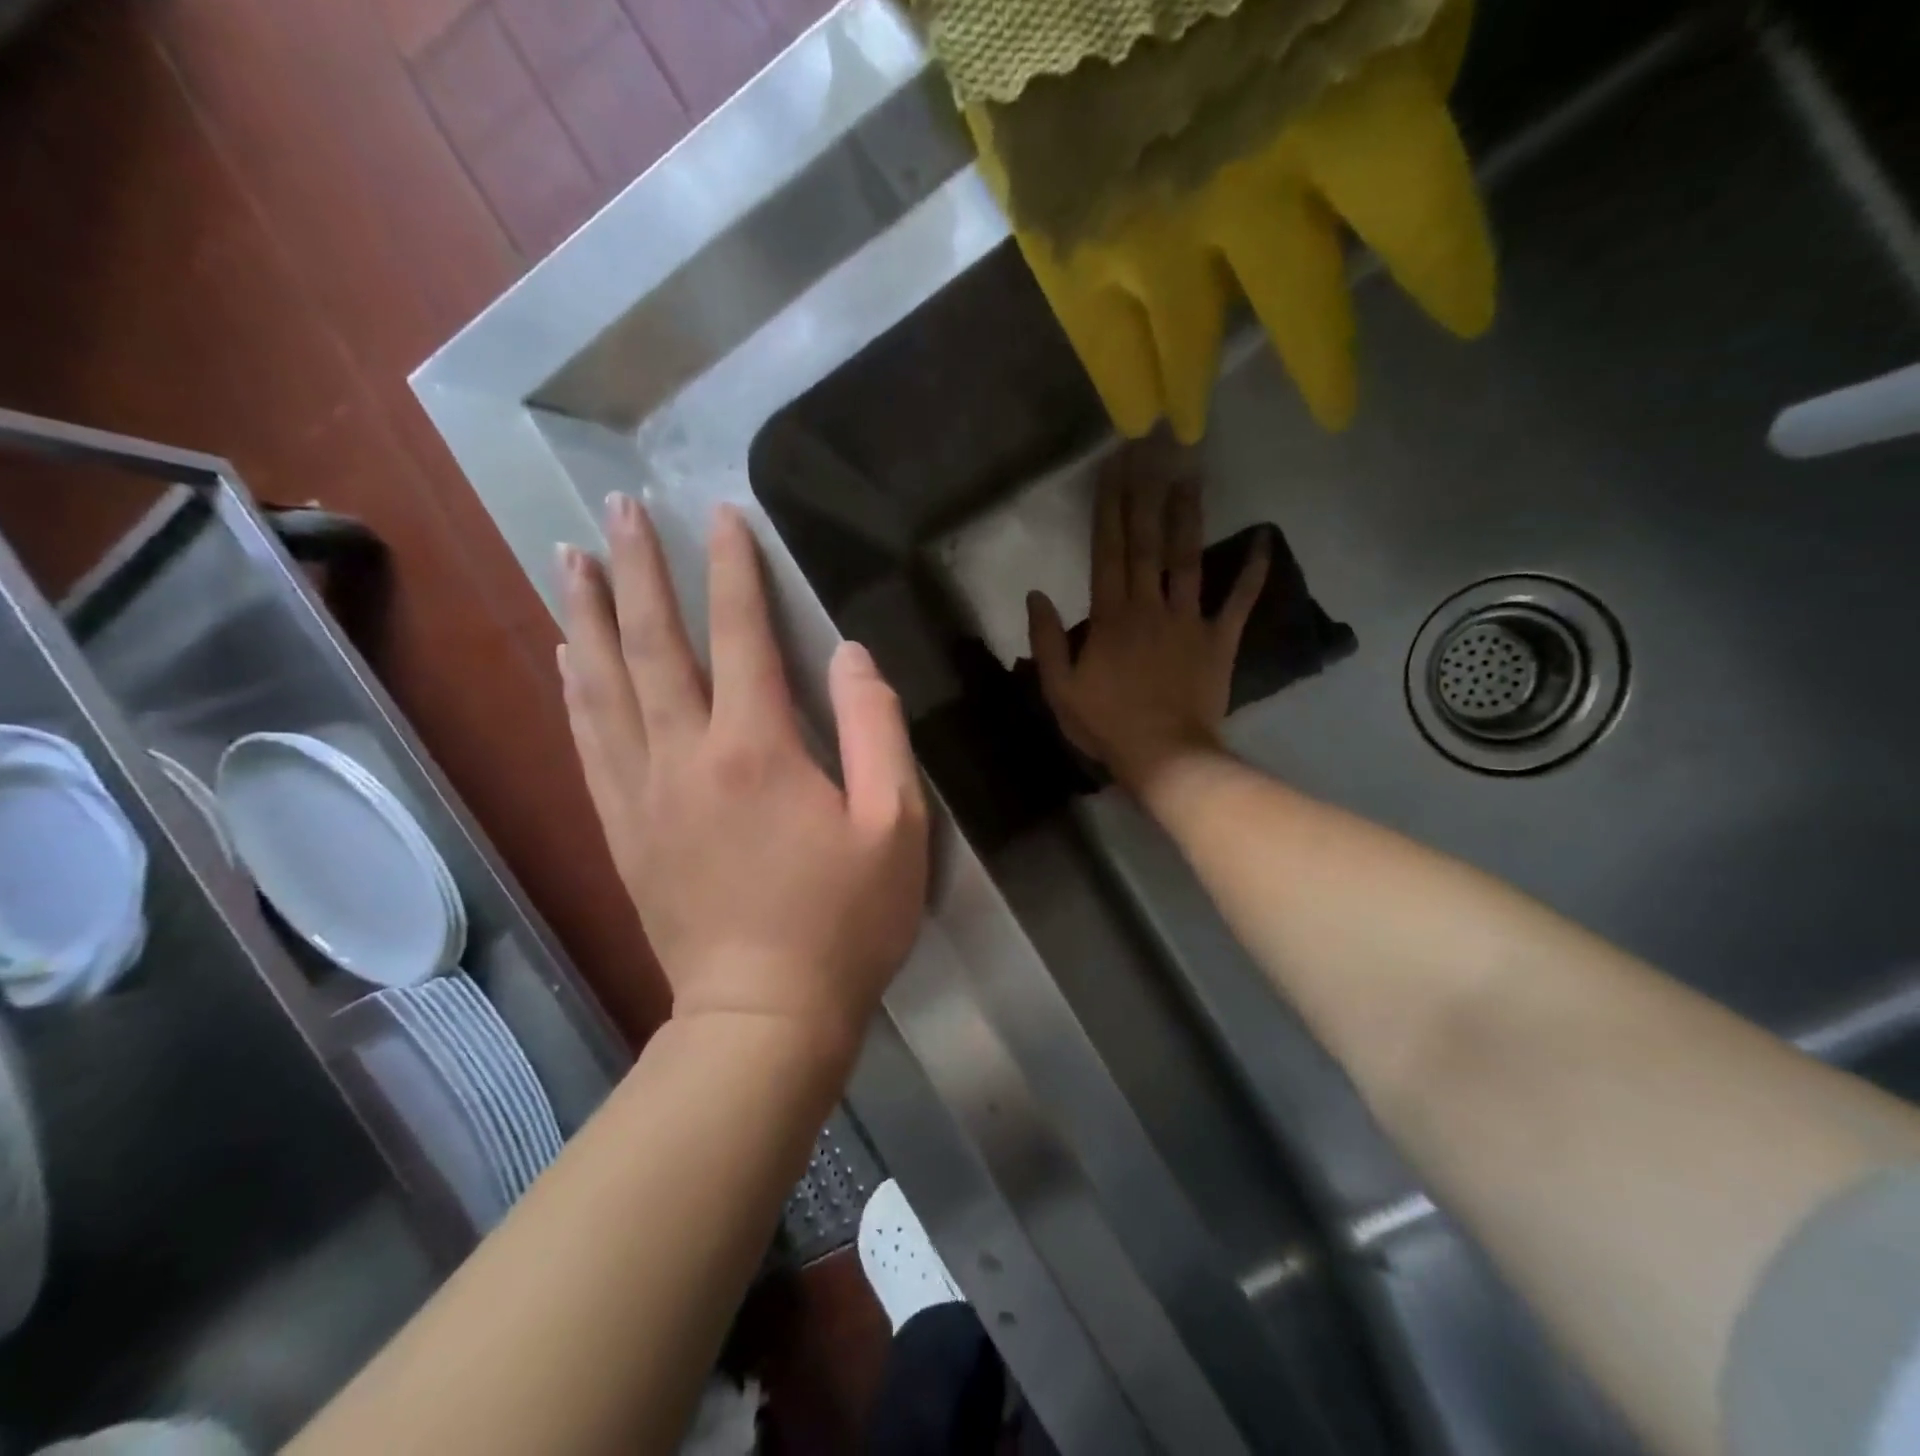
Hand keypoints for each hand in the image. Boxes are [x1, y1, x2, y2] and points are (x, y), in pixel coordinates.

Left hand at [557, 495, 927, 1060]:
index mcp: (758, 749)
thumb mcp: (895, 826)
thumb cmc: (844, 922)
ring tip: (571, 560)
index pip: (741, 635)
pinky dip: (575, 689)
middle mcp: (686, 756)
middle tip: (615, 509)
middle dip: (637, 569)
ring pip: (604, 685)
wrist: (762, 1017)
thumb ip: (875, 730)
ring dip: (588, 615)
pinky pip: (588, 742)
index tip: (721, 515)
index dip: (733, 570)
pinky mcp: (623, 830)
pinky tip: (568, 657)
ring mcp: (642, 794)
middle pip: (653, 645)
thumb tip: (851, 655)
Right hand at [1027, 448, 1268, 796]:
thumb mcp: (1059, 689)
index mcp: (1110, 616)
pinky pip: (1239, 601)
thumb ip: (1046, 640)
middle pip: (1147, 542)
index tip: (1113, 468)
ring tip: (1191, 475)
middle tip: (1152, 449)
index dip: (1109, 507)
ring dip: (1190, 516)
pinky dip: (1253, 572)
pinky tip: (1264, 539)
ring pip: (1189, 559)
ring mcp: (1189, 620)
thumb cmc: (1106, 725)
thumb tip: (1037, 593)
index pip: (1107, 550)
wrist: (1164, 757)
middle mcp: (1150, 606)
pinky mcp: (1219, 640)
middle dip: (1146, 493)